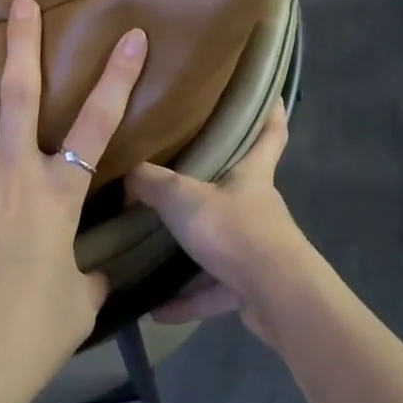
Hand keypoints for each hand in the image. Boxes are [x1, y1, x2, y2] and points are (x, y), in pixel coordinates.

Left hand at [0, 0, 147, 397]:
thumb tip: (96, 273)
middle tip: (22, 2)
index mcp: (57, 193)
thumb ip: (89, 277)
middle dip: (25, 42)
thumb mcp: (78, 305)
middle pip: (22, 93)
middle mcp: (11, 171)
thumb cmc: (28, 338)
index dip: (119, 76)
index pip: (99, 123)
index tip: (132, 36)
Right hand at [125, 100, 316, 346]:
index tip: (269, 92)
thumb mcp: (183, 198)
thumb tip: (126, 172)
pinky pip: (212, 289)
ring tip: (155, 250)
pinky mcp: (250, 286)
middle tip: (181, 171)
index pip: (271, 131)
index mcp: (252, 173)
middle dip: (215, 180)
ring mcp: (256, 247)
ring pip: (221, 241)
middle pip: (240, 185)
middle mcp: (257, 205)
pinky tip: (156, 310)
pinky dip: (187, 299)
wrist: (276, 296)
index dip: (271, 110)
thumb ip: (152, 184)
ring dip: (192, 251)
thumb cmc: (235, 229)